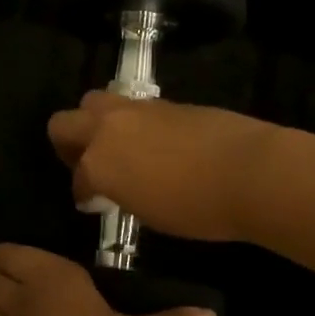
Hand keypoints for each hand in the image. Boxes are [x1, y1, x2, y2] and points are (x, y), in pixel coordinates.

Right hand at [46, 92, 274, 242]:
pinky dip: (131, 122)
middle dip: (68, 143)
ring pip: (94, 103)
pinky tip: (152, 143)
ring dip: (96, 122)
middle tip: (87, 163)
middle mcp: (108, 128)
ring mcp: (136, 109)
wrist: (249, 171)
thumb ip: (121, 193)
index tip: (91, 203)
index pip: (77, 177)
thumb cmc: (197, 208)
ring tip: (117, 147)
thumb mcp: (147, 213)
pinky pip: (132, 107)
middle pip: (64, 122)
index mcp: (98, 162)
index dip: (82, 193)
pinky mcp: (165, 102)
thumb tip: (114, 188)